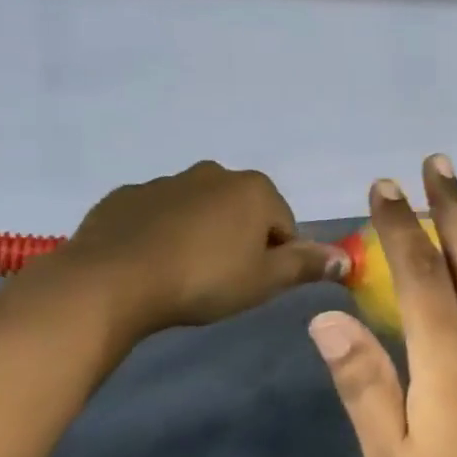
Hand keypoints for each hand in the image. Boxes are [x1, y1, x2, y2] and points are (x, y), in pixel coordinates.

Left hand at [40, 162, 348, 342]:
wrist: (110, 281)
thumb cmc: (203, 279)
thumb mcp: (265, 280)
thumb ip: (306, 265)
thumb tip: (346, 259)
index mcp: (254, 189)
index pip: (284, 225)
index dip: (276, 257)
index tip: (255, 283)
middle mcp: (214, 174)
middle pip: (243, 211)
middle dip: (239, 239)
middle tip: (222, 279)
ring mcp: (165, 181)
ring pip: (199, 210)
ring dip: (200, 235)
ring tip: (183, 275)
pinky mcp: (124, 196)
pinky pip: (157, 215)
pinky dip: (161, 233)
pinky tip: (150, 264)